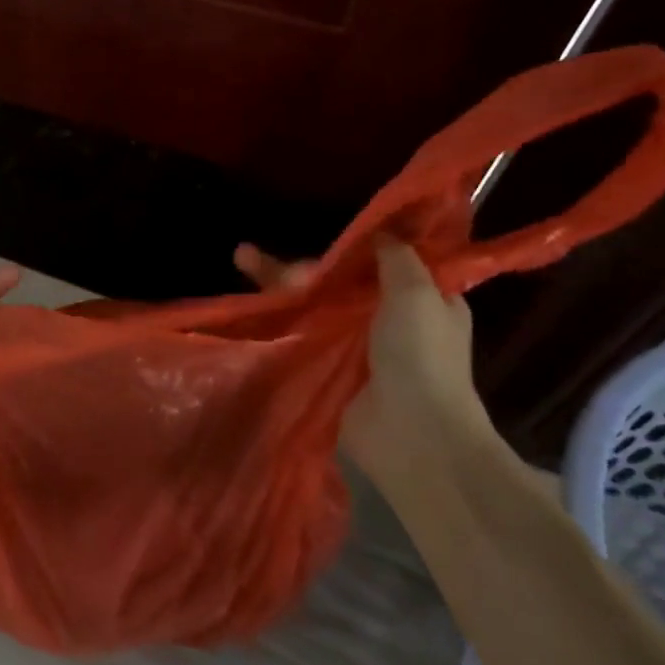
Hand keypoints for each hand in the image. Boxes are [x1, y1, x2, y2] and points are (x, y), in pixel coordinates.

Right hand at [234, 238, 487, 478]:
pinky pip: (301, 333)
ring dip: (280, 283)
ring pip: (313, 303)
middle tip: (274, 263)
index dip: (353, 245)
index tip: (328, 234)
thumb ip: (397, 257)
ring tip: (243, 257)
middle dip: (305, 269)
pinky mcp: (327, 366)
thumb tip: (382, 231)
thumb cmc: (422, 356)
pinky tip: (248, 299)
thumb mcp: (419, 293)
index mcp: (421, 298)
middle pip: (338, 281)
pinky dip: (277, 316)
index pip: (381, 261)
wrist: (410, 434)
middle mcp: (387, 317)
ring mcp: (354, 344)